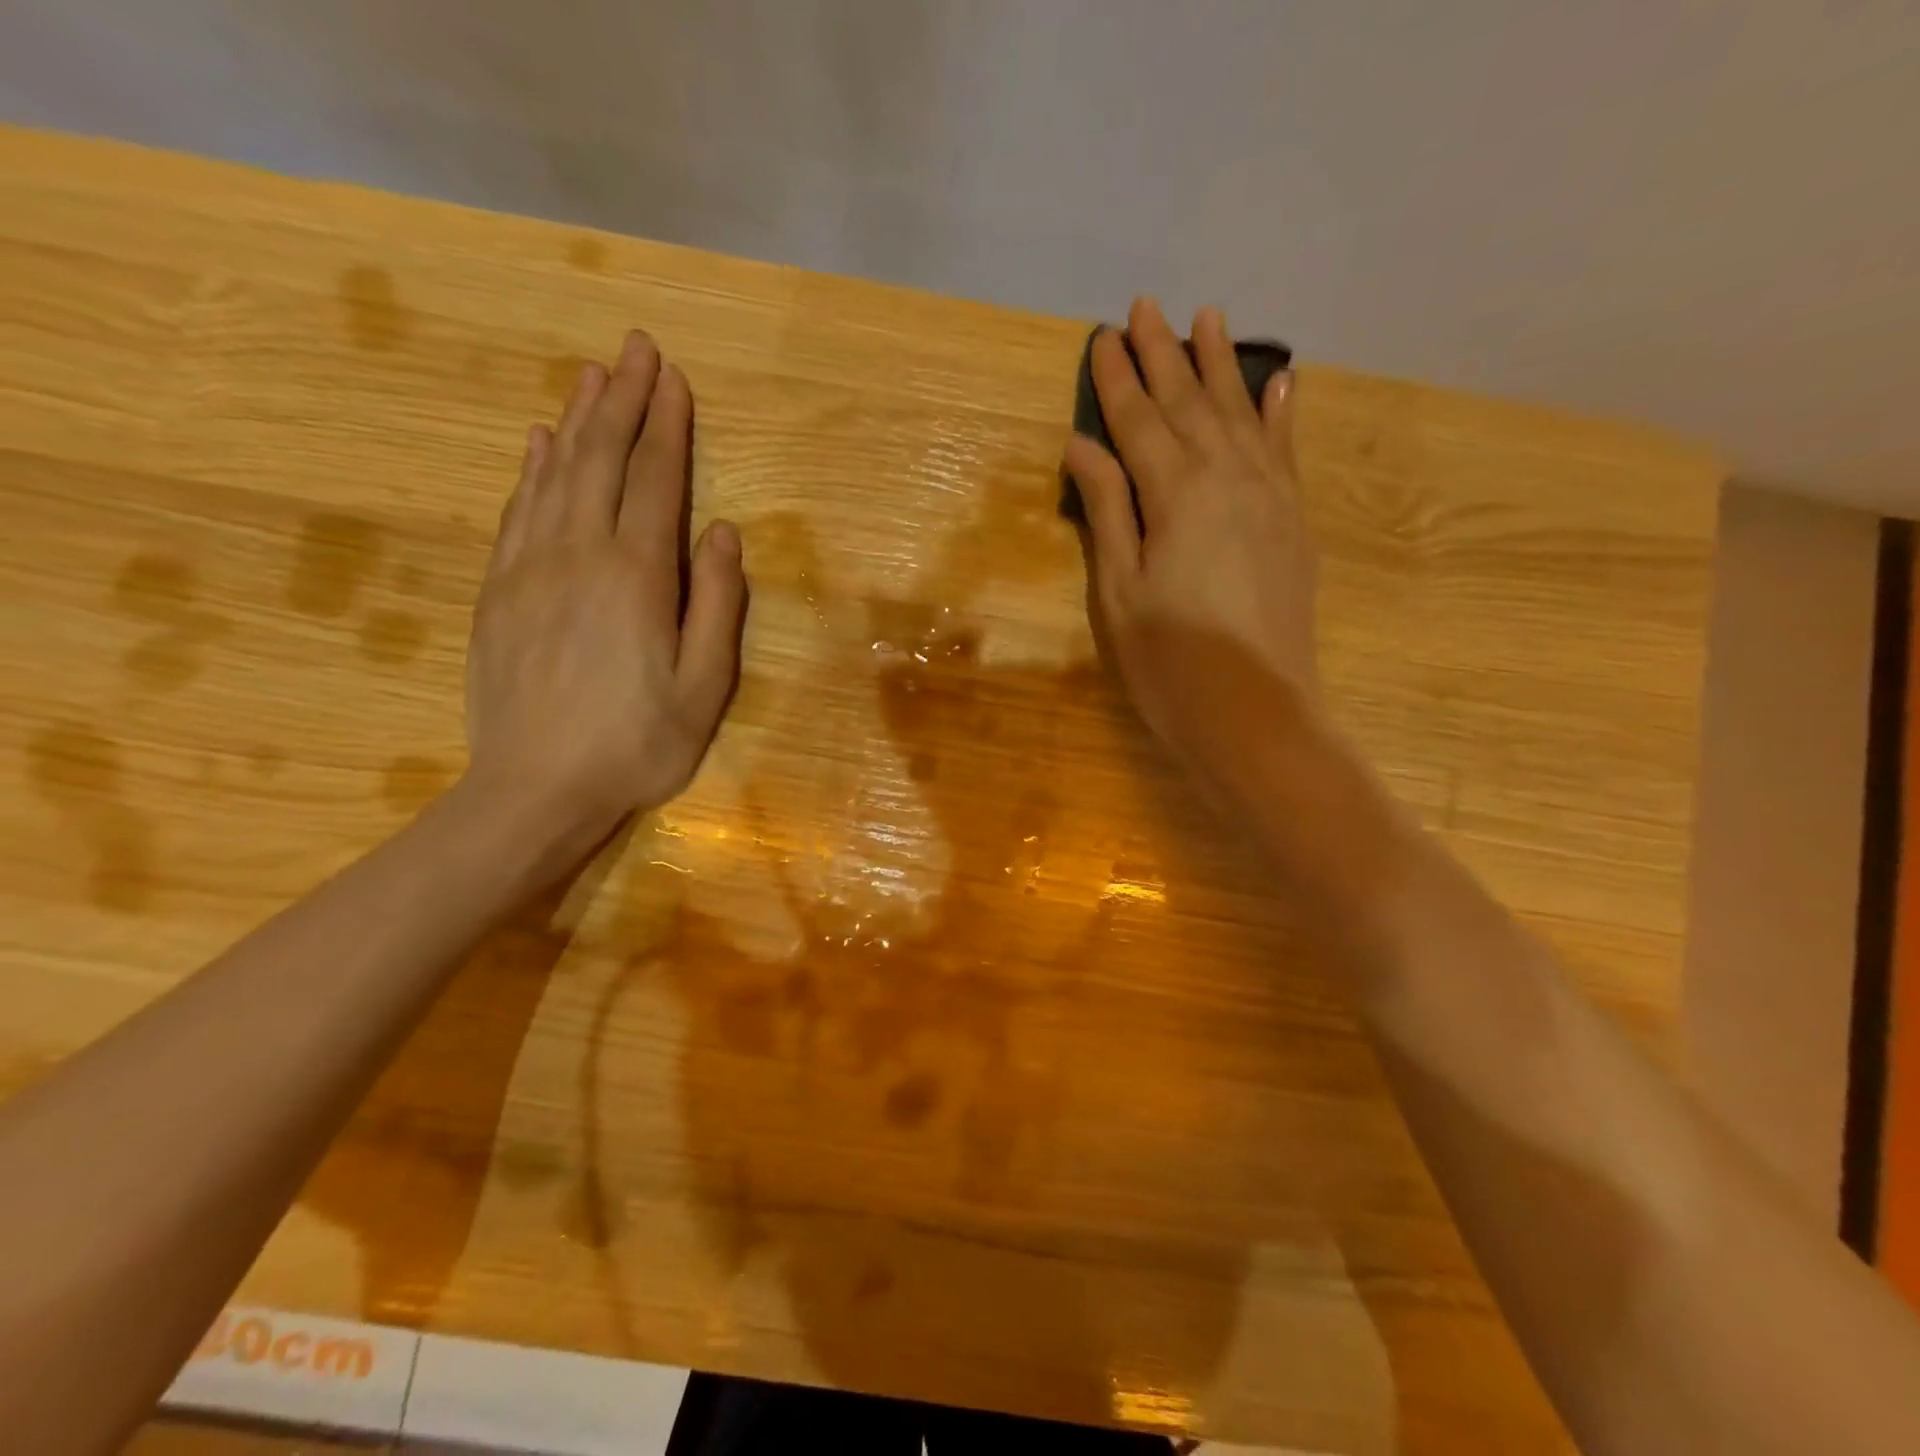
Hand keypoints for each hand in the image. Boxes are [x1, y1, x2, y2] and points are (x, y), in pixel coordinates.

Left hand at [464, 330, 744, 848]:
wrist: (535, 790)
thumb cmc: (638, 744)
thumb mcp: (706, 687)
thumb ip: (719, 605)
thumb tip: (724, 533)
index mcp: (637, 577)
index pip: (655, 481)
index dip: (667, 426)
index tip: (674, 378)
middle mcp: (579, 555)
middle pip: (601, 460)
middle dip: (621, 400)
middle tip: (634, 348)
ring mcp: (529, 569)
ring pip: (555, 475)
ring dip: (577, 420)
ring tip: (591, 375)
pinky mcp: (498, 591)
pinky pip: (517, 510)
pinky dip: (533, 469)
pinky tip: (541, 445)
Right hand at [1064, 298, 1319, 790]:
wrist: (1255, 714)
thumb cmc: (1169, 663)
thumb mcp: (1120, 591)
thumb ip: (1108, 511)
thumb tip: (1084, 446)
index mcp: (1176, 494)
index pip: (1138, 423)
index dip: (1117, 380)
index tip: (1102, 336)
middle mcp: (1228, 477)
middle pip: (1189, 404)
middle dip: (1164, 355)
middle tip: (1145, 306)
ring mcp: (1269, 496)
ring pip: (1240, 413)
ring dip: (1221, 365)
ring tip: (1209, 317)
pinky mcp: (1293, 522)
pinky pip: (1285, 450)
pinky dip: (1280, 411)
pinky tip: (1280, 379)